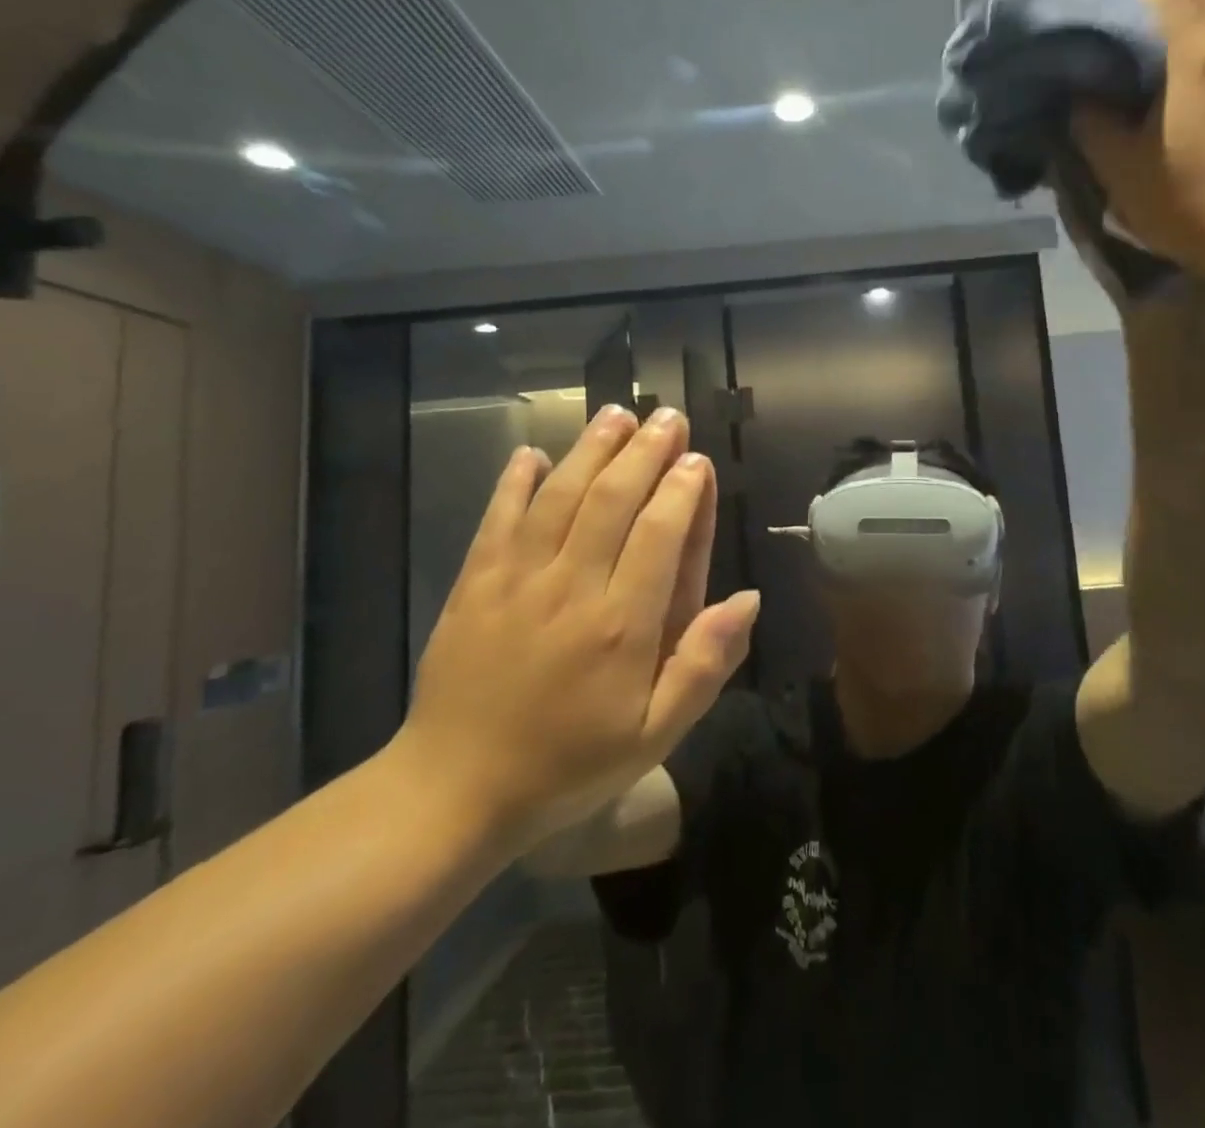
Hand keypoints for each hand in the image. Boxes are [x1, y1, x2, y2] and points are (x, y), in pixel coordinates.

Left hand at [392, 407, 758, 851]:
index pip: (660, 535)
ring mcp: (516, 580)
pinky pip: (497, 519)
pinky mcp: (473, 583)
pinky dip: (514, 482)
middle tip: (668, 417)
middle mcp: (571, 588)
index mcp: (622, 625)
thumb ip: (704, 665)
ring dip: (590, 450)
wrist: (455, 791)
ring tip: (616, 413)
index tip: (697, 460)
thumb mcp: (654, 735)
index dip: (682, 490)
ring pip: (559, 497)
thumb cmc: (568, 764)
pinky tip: (531, 453)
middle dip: (644, 452)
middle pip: (612, 501)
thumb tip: (749, 599)